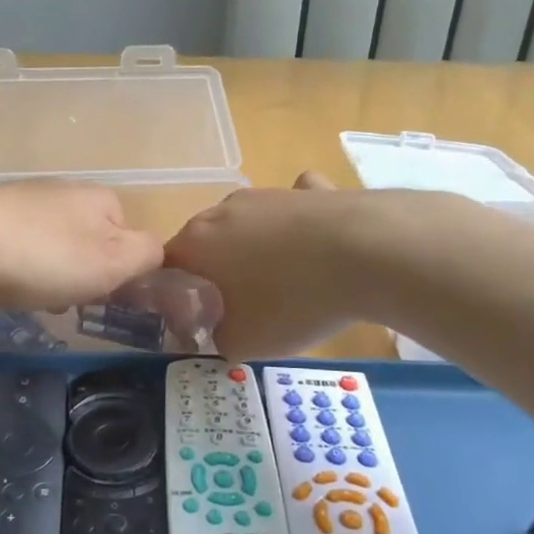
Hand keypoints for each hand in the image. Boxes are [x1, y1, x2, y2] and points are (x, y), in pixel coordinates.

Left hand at [0, 180, 164, 310]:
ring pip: (53, 245)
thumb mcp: (112, 261)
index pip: (129, 236)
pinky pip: (18, 245)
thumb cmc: (44, 256)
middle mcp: (65, 190)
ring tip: (30, 294)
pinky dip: (17, 266)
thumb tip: (156, 251)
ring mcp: (24, 199)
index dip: (119, 271)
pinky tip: (2, 281)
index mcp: (101, 198)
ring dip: (49, 273)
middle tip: (63, 297)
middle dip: (81, 273)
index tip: (99, 293)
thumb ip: (146, 254)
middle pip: (89, 241)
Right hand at [163, 172, 367, 358]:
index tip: (196, 318)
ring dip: (254, 250)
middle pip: (204, 243)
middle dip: (214, 272)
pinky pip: (292, 208)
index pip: (165, 267)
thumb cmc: (292, 301)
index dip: (176, 295)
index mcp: (195, 243)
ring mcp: (265, 194)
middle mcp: (221, 211)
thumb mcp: (243, 342)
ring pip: (246, 225)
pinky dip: (297, 224)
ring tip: (283, 283)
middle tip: (237, 307)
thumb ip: (214, 338)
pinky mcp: (308, 190)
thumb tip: (215, 331)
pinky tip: (316, 243)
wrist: (367, 251)